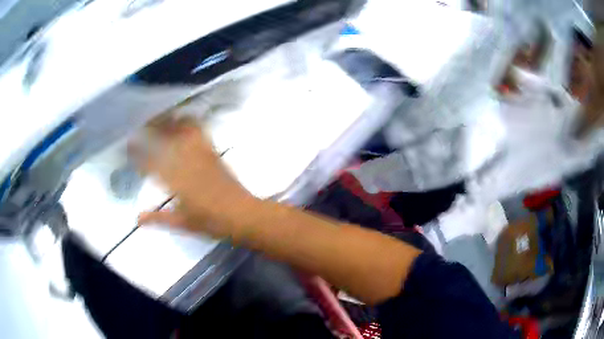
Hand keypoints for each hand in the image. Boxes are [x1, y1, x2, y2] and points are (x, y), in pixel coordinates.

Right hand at [132, 114, 253, 238]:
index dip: (136, 152)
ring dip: (169, 120)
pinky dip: (189, 121)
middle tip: (141, 125)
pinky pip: (199, 130)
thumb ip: (158, 218)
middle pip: (164, 137)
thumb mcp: (181, 223)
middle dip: (150, 127)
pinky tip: (184, 118)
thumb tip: (137, 219)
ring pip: (181, 128)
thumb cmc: (210, 222)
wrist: (242, 214)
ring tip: (160, 116)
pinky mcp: (213, 151)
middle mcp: (184, 161)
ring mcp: (200, 153)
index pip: (149, 162)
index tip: (128, 145)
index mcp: (174, 180)